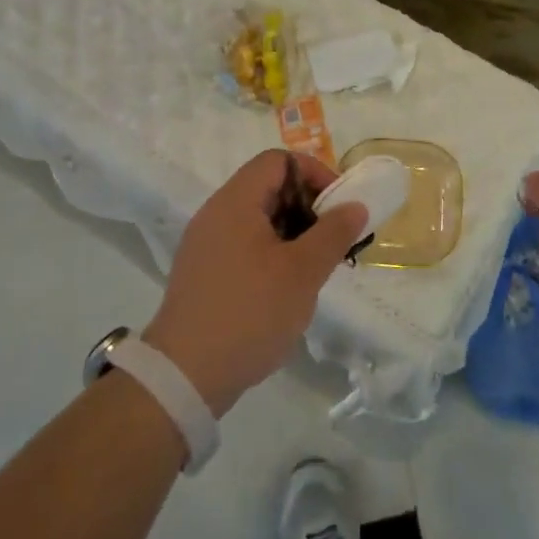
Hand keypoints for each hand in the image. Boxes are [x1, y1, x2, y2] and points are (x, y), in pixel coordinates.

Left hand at [144, 151, 367, 417]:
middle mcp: (216, 214)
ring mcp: (206, 245)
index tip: (339, 206)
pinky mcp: (204, 273)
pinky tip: (288, 288)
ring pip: (258, 219)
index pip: (278, 161)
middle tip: (334, 240)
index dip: (314, 173)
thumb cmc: (249, 313)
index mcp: (235, 202)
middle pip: (268, 188)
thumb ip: (333, 233)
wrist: (184, 377)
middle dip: (308, 206)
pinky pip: (244, 245)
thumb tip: (355, 206)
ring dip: (293, 232)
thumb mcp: (303, 272)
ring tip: (317, 266)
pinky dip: (273, 253)